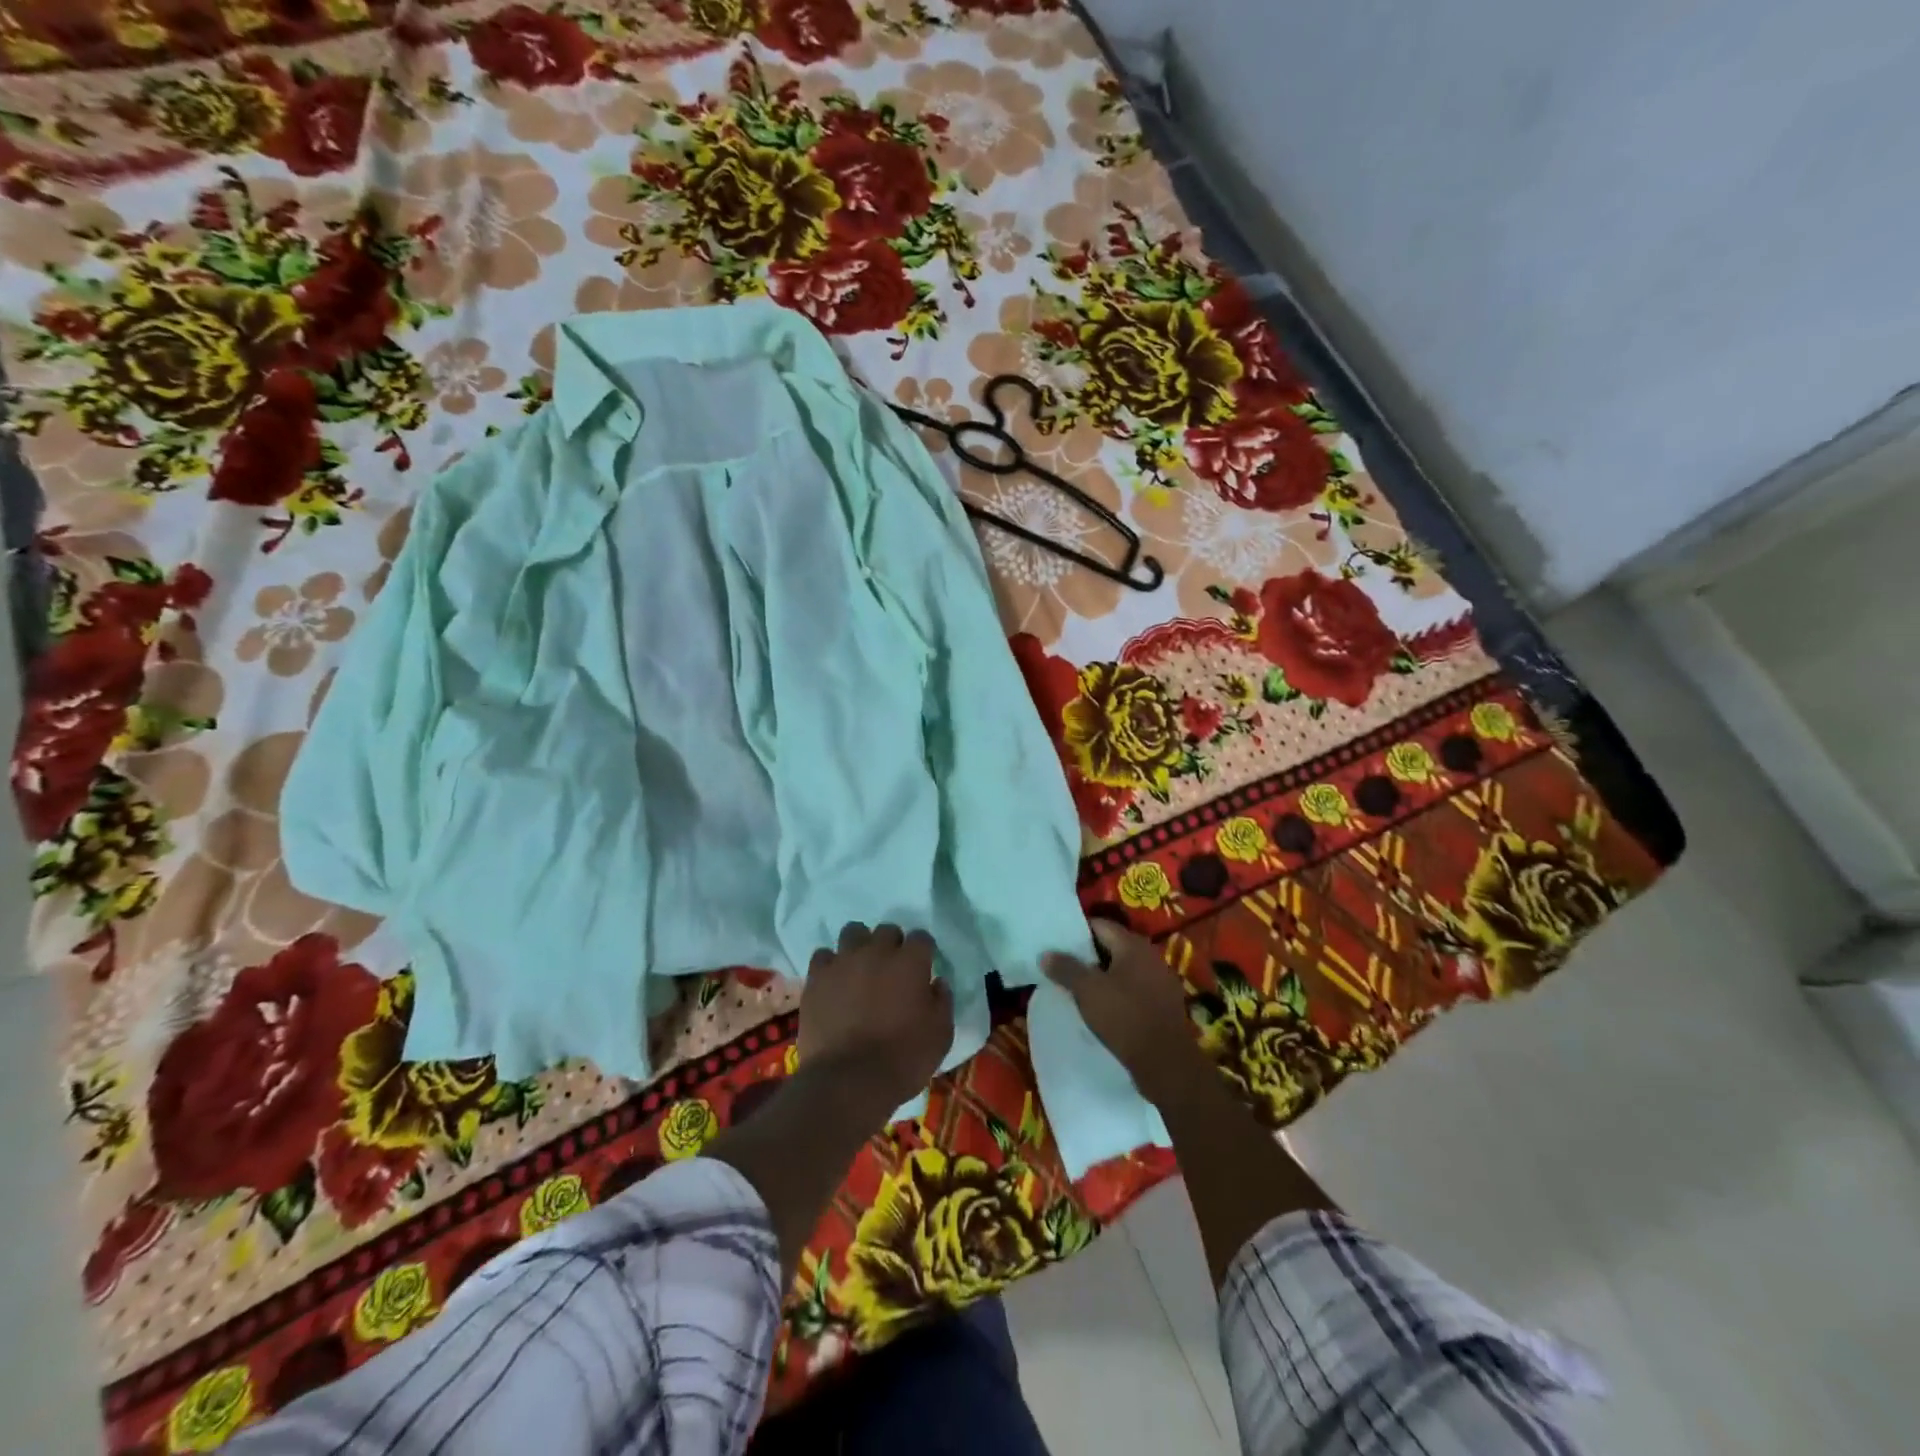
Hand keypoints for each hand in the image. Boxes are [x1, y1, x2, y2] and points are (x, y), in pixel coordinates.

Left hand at [799, 923, 954, 1114]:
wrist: (849, 1081)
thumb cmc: (903, 1059)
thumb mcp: (941, 1035)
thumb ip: (942, 1002)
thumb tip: (937, 983)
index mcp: (911, 962)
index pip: (921, 938)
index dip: (923, 952)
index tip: (923, 968)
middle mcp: (877, 951)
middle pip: (887, 930)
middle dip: (892, 945)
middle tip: (891, 970)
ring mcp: (844, 961)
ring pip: (853, 932)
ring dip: (860, 946)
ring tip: (860, 968)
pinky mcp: (817, 978)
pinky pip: (823, 956)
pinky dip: (830, 965)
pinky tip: (834, 982)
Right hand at [1044, 919, 1203, 1104]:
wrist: (1166, 1063)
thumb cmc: (1124, 1018)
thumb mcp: (1087, 990)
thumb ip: (1065, 968)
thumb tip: (1046, 953)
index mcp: (1133, 945)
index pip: (1100, 925)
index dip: (1077, 932)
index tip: (1057, 943)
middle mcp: (1151, 956)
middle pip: (1113, 947)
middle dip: (1088, 956)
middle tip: (1063, 966)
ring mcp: (1161, 981)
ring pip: (1124, 970)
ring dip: (1103, 976)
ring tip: (1078, 988)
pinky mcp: (1164, 1005)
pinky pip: (1134, 990)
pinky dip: (1117, 994)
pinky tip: (1102, 1008)